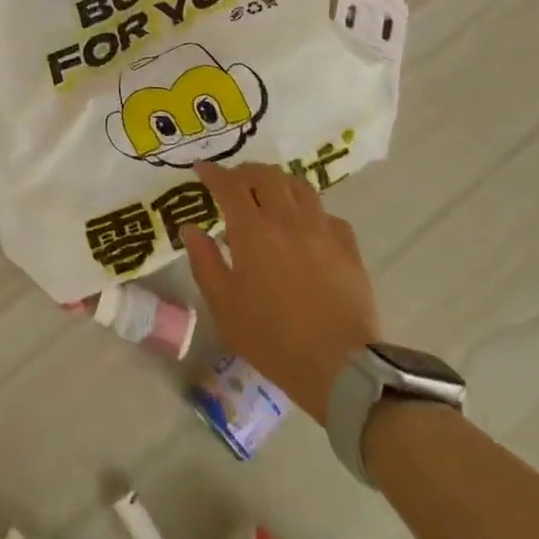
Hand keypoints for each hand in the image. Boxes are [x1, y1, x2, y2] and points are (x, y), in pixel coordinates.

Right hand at [183, 161, 382, 424]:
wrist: (340, 368)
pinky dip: (311, 211)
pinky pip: (327, 214)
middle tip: (234, 181)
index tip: (202, 170)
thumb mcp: (223, 305)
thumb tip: (190, 228)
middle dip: (246, 172)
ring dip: (279, 182)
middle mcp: (288, 219)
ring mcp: (322, 230)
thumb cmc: (272, 339)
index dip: (213, 173)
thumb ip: (204, 261)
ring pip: (299, 186)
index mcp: (253, 231)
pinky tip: (306, 227)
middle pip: (267, 176)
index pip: (229, 185)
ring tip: (269, 193)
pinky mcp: (348, 247)